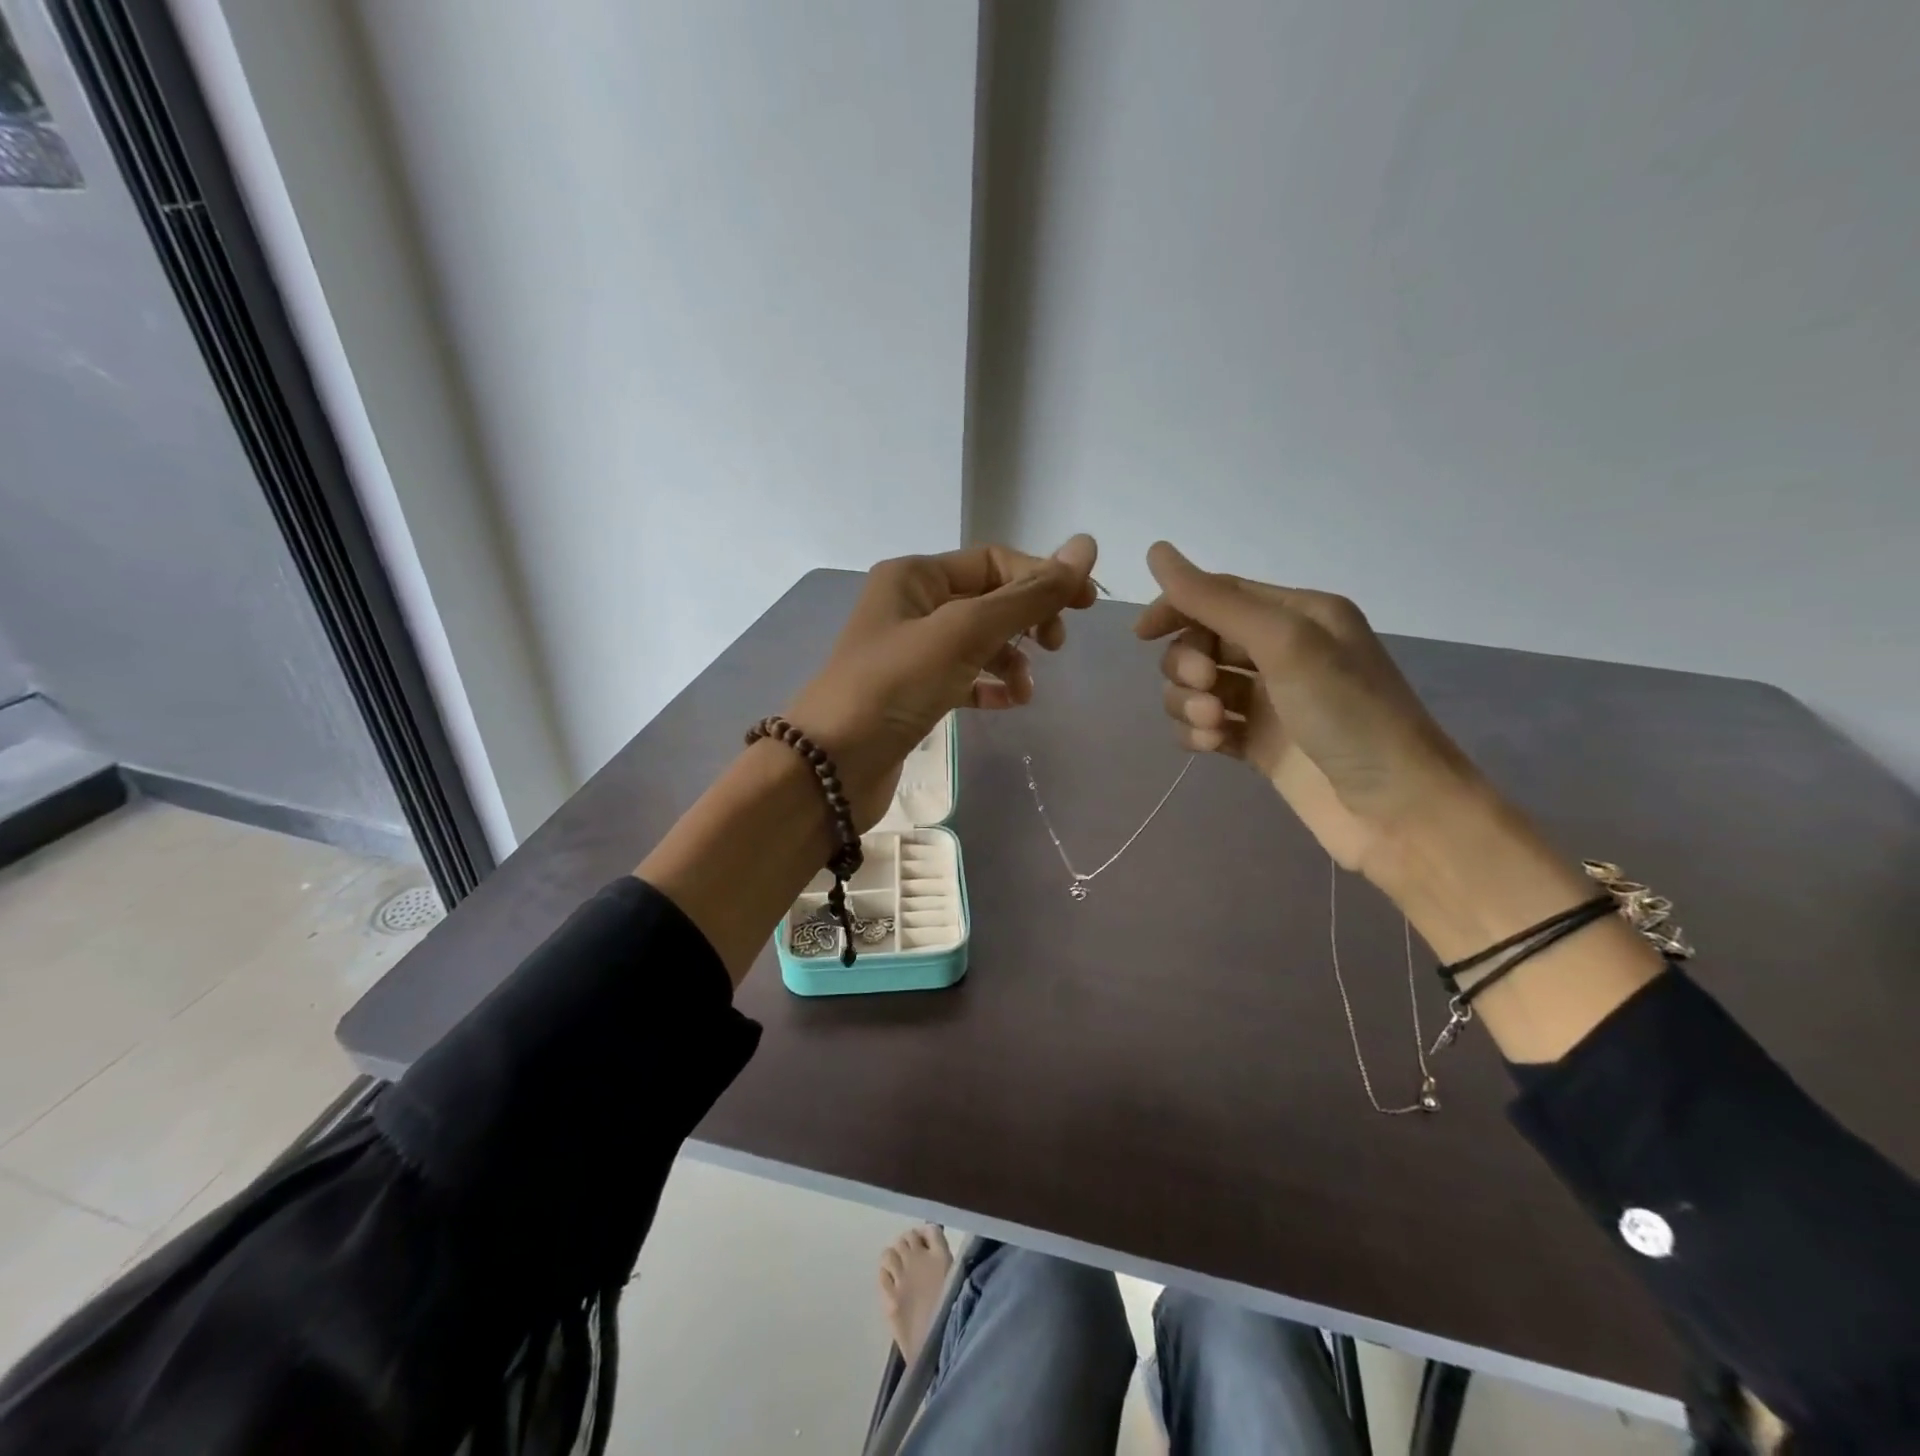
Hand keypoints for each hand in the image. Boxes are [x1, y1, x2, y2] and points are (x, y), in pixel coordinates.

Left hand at [788, 536, 1098, 828]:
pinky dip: (989, 686)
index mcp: (916, 576)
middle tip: (1054, 646)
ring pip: (978, 641)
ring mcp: (911, 651)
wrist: (831, 766)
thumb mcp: (963, 633)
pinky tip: (1009, 704)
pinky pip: (963, 677)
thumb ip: (1027, 595)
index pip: (994, 561)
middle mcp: (911, 605)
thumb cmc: (893, 687)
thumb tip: (1086, 547)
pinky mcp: (913, 693)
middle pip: (988, 598)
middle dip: (1027, 618)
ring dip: (1011, 657)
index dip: (1043, 577)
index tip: (1085, 607)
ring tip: (1026, 689)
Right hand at [1134, 542, 1485, 887]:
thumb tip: (1156, 552)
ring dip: (1190, 703)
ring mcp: (1269, 702)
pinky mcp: (1258, 744)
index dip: (1176, 608)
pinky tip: (1213, 747)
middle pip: (1202, 642)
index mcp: (1298, 614)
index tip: (1141, 635)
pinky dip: (1198, 734)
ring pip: (1197, 687)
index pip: (1218, 594)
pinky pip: (1205, 726)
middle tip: (1207, 687)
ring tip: (1216, 726)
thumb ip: (1217, 600)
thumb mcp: (1285, 643)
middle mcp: (1281, 652)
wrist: (1396, 810)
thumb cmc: (1348, 714)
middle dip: (1189, 664)